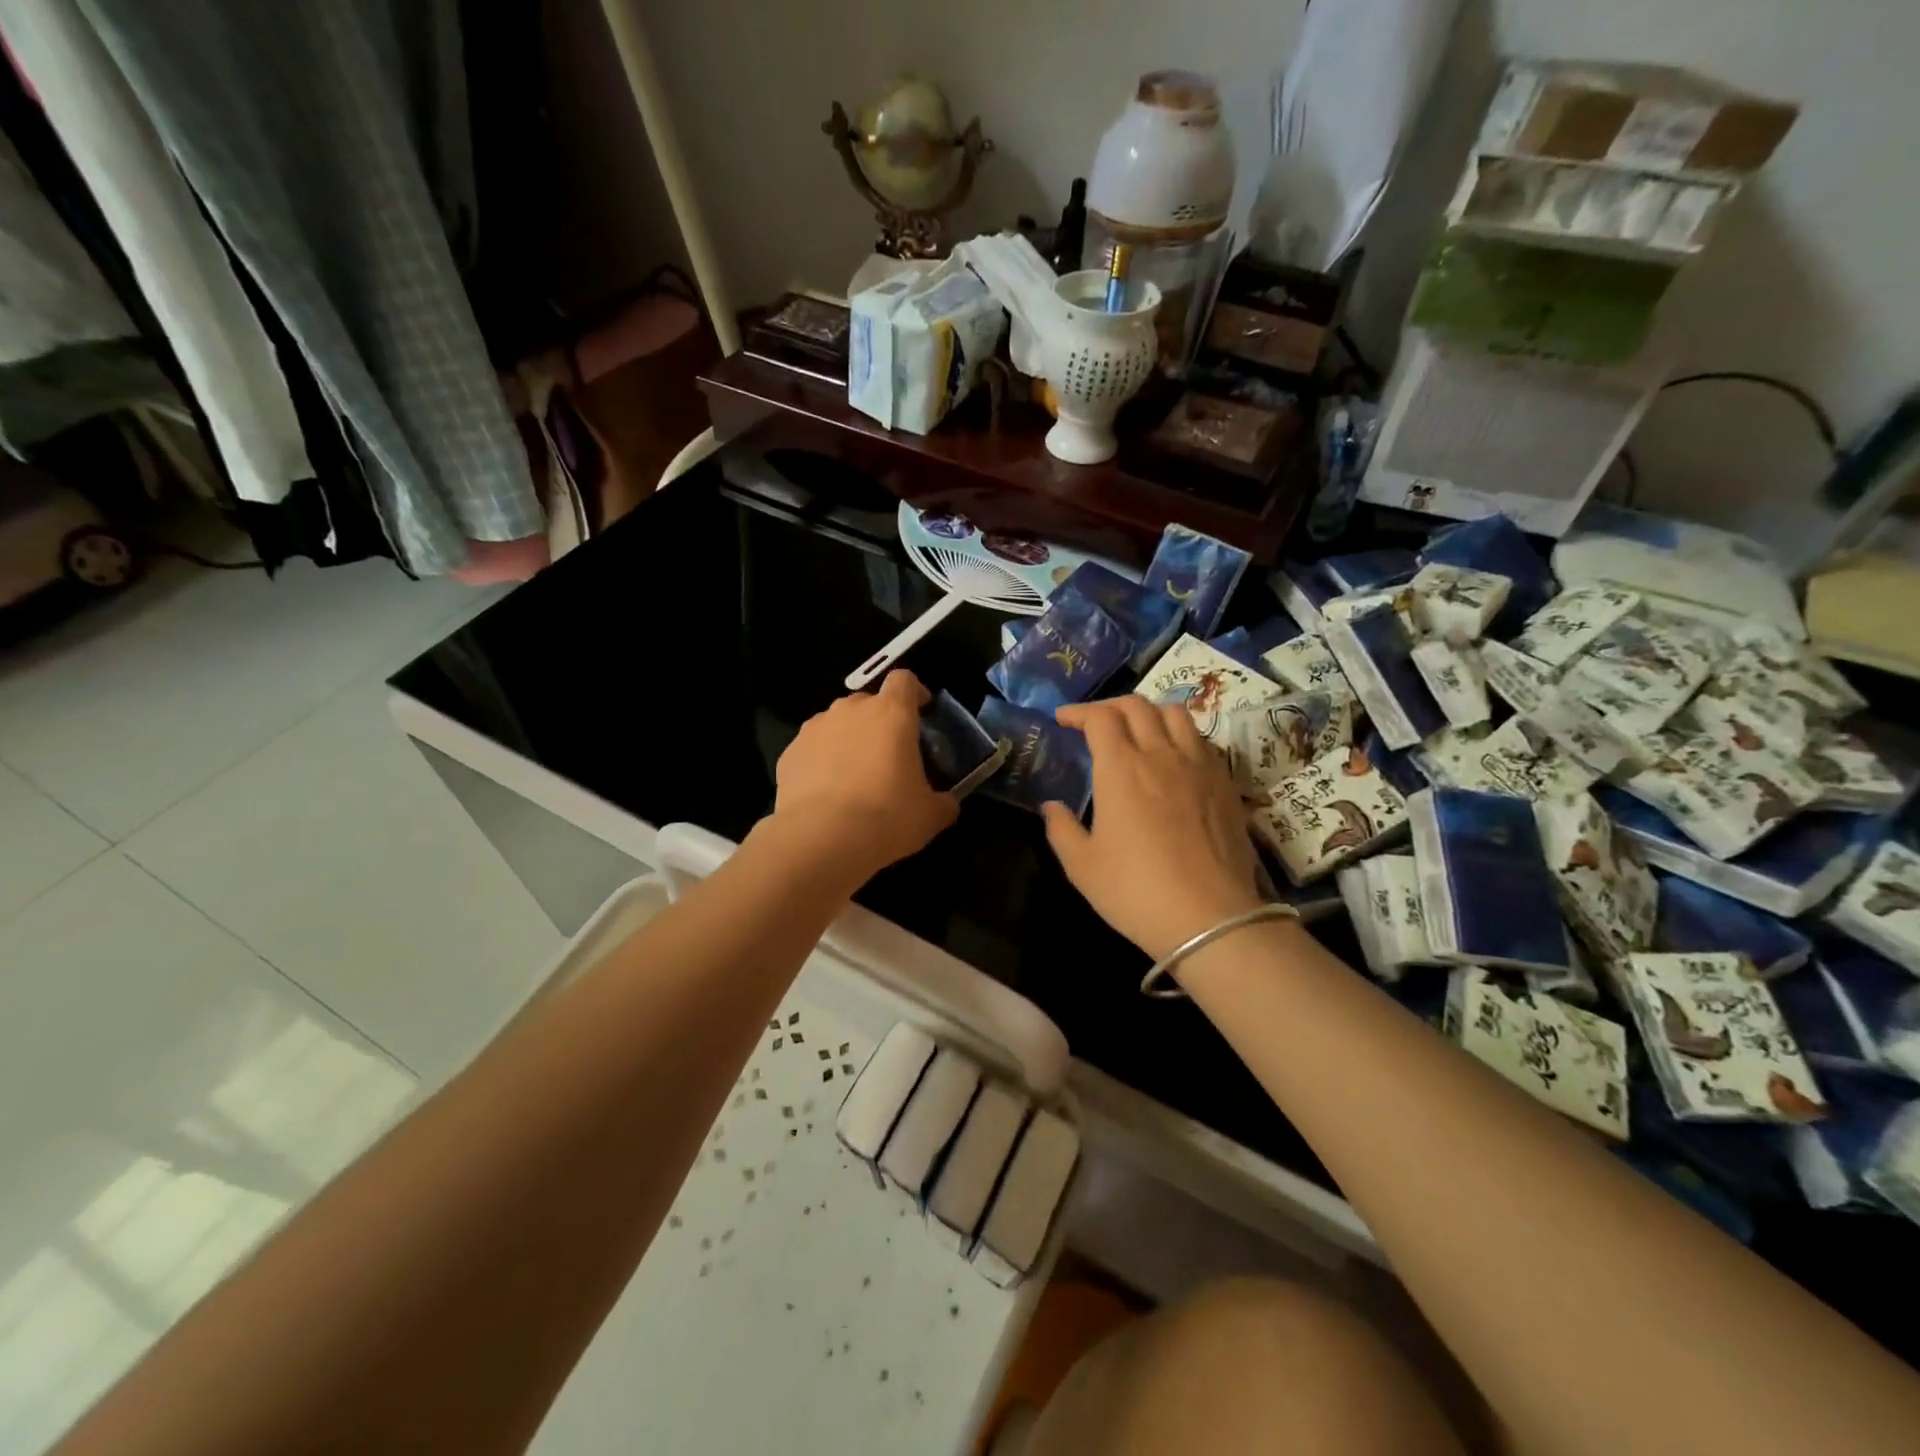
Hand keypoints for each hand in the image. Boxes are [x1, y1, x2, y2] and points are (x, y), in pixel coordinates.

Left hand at [770, 670, 958, 884]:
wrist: (821, 839)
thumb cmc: (886, 817)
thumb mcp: (930, 815)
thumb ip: (943, 801)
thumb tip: (946, 803)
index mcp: (892, 713)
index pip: (904, 680)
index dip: (914, 692)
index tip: (921, 712)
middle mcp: (852, 710)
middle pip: (869, 703)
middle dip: (880, 723)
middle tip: (889, 757)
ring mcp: (816, 728)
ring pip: (838, 724)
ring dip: (849, 741)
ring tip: (854, 777)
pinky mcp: (790, 751)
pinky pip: (813, 749)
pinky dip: (821, 762)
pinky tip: (826, 794)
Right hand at [1043, 697, 1263, 961]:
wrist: (1211, 918)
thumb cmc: (1136, 891)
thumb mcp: (1082, 866)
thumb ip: (1061, 830)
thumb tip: (1051, 807)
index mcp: (1121, 767)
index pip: (1100, 718)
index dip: (1078, 712)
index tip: (1063, 720)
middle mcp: (1161, 754)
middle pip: (1137, 706)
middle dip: (1110, 706)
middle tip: (1095, 724)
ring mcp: (1199, 765)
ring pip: (1176, 714)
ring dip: (1150, 713)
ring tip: (1138, 731)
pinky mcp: (1226, 783)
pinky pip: (1202, 741)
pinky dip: (1180, 736)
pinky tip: (1174, 760)